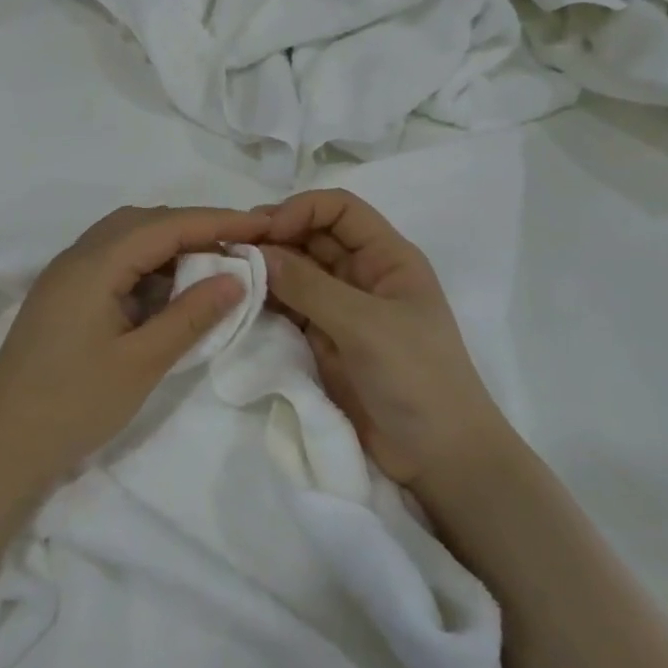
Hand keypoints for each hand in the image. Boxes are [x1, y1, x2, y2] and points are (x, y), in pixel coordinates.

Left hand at [0, 205, 269, 490]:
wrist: (1, 445)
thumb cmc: (73, 404)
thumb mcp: (142, 362)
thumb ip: (191, 316)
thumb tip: (236, 277)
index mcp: (95, 264)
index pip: (166, 225)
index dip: (217, 220)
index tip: (263, 225)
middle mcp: (77, 257)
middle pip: (144, 222)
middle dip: (195, 227)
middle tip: (240, 245)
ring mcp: (66, 276)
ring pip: (126, 239)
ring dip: (170, 245)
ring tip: (212, 263)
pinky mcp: (63, 296)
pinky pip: (112, 261)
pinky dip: (147, 265)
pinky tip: (169, 289)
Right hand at [260, 191, 504, 491]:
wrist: (439, 457)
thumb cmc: (416, 377)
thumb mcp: (365, 325)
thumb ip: (309, 287)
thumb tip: (257, 252)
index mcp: (387, 258)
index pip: (341, 210)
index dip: (302, 209)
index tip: (264, 231)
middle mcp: (362, 275)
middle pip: (313, 237)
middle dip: (276, 237)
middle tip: (231, 251)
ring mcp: (342, 310)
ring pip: (297, 273)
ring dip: (266, 270)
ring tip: (228, 275)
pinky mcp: (324, 341)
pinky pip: (290, 309)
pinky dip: (267, 303)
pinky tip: (241, 304)